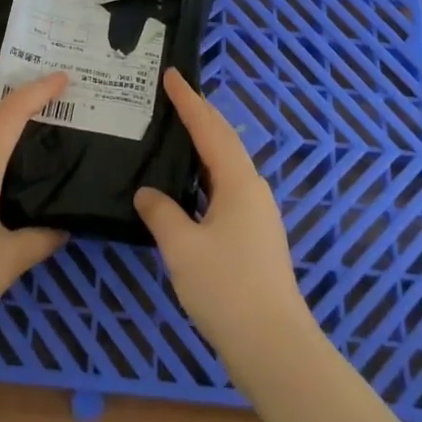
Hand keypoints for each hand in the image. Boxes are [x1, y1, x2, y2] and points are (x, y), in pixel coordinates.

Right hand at [133, 69, 316, 386]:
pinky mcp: (256, 235)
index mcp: (238, 181)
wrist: (274, 346)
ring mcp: (258, 213)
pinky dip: (205, 174)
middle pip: (223, 140)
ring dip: (203, 145)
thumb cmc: (227, 289)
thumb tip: (147, 193)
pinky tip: (188, 187)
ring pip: (226, 165)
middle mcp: (252, 188)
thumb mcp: (182, 248)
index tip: (171, 75)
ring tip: (175, 133)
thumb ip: (161, 213)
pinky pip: (226, 187)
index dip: (188, 100)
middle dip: (199, 115)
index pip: (209, 128)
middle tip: (172, 96)